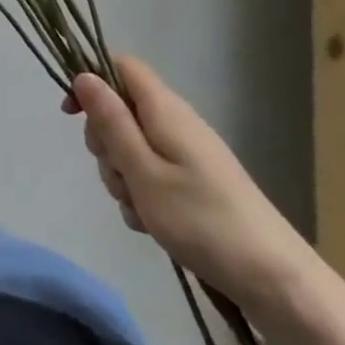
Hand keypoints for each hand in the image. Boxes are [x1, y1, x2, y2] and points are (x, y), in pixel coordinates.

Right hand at [64, 55, 322, 324]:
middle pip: (122, 110)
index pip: (122, 66)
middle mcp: (176, 123)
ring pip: (132, 147)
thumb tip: (84, 75)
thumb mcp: (142, 170)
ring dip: (122, 175)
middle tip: (117, 174)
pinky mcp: (194, 181)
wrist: (273, 278)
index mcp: (165, 110)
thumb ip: (111, 121)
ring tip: (139, 208)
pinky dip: (142, 194)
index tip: (71, 114)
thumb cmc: (201, 219)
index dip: (92, 80)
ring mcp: (187, 153)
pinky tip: (151, 223)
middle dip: (105, 141)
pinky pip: (151, 174)